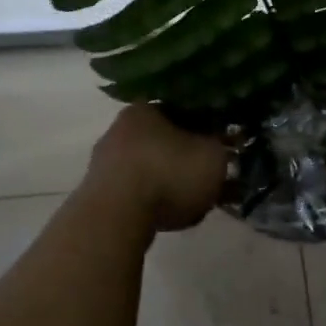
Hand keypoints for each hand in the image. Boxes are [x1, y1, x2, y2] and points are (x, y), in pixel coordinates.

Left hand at [83, 104, 231, 232]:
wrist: (118, 216)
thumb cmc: (169, 174)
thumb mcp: (213, 156)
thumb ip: (221, 148)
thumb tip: (221, 148)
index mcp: (145, 109)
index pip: (182, 111)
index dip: (208, 129)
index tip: (225, 147)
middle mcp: (120, 129)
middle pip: (166, 142)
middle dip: (191, 159)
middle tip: (214, 178)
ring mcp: (105, 163)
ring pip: (153, 169)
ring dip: (175, 183)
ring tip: (199, 203)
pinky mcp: (100, 194)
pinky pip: (139, 193)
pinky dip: (158, 201)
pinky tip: (176, 217)